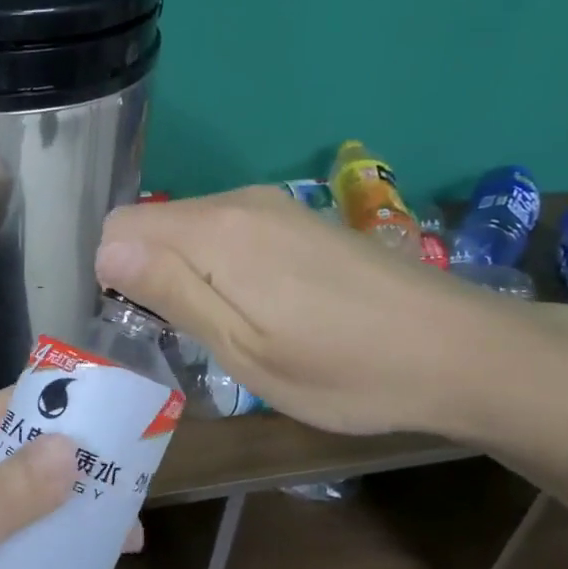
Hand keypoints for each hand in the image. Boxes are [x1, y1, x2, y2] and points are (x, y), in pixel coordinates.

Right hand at [95, 186, 499, 435]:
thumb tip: (106, 251)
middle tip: (185, 336)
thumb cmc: (344, 367)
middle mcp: (239, 201)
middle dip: (147, 274)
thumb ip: (173, 292)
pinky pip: (226, 231)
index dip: (114, 276)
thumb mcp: (244, 348)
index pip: (119, 226)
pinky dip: (217, 265)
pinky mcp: (298, 220)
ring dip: (184, 273)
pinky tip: (259, 307)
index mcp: (216, 231)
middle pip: (153, 223)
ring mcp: (274, 206)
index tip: (145, 324)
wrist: (460, 350)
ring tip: (224, 328)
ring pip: (189, 228)